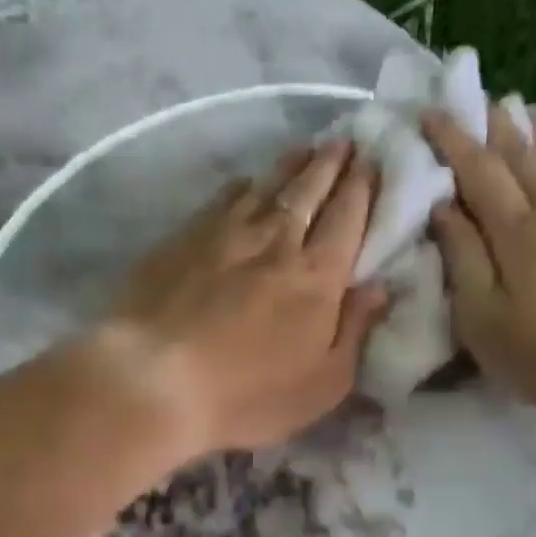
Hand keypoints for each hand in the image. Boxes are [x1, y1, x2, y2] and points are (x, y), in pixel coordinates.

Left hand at [88, 141, 386, 461]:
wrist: (155, 381)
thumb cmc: (247, 395)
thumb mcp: (322, 384)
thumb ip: (355, 332)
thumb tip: (380, 288)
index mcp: (317, 276)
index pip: (348, 217)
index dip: (364, 187)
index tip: (374, 162)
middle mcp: (276, 241)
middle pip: (310, 190)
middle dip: (332, 163)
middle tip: (345, 141)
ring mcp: (225, 235)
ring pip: (266, 186)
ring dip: (291, 164)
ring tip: (306, 149)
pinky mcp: (183, 239)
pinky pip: (222, 199)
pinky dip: (243, 186)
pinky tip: (245, 183)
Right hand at [423, 105, 535, 456]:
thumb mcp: (487, 323)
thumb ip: (464, 262)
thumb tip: (443, 209)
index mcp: (519, 233)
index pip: (480, 171)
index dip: (453, 140)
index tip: (430, 112)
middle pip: (524, 157)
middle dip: (496, 125)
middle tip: (478, 96)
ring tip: (524, 109)